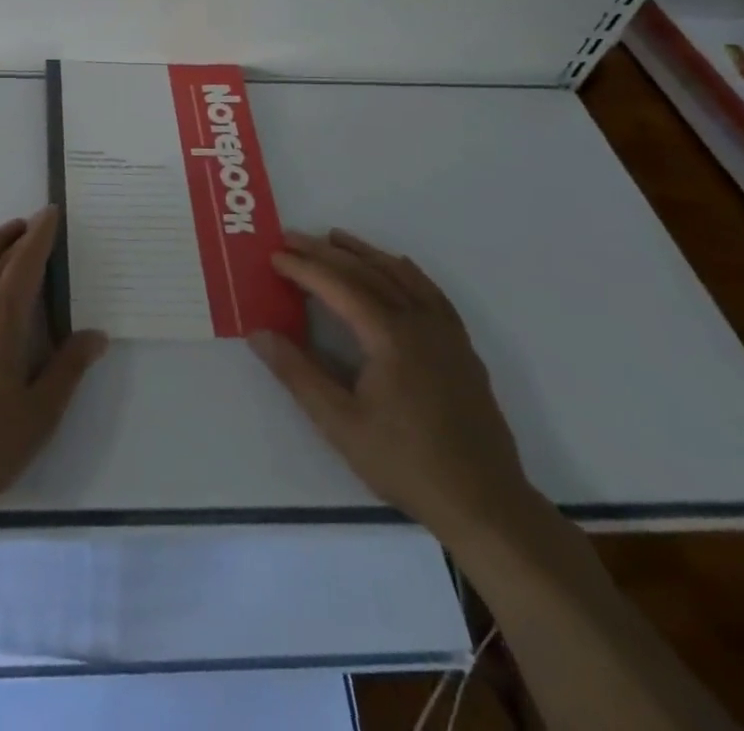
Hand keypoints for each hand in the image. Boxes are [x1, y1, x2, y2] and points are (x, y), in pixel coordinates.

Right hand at [251, 229, 533, 534]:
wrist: (485, 503)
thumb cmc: (406, 463)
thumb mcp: (340, 424)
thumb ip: (298, 373)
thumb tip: (258, 333)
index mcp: (389, 335)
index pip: (338, 285)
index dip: (303, 268)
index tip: (275, 256)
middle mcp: (418, 320)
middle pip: (367, 271)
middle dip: (326, 252)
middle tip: (292, 239)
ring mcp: (445, 331)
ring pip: (400, 274)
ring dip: (364, 253)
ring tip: (335, 239)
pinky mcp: (461, 346)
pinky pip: (429, 291)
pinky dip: (403, 270)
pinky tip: (394, 268)